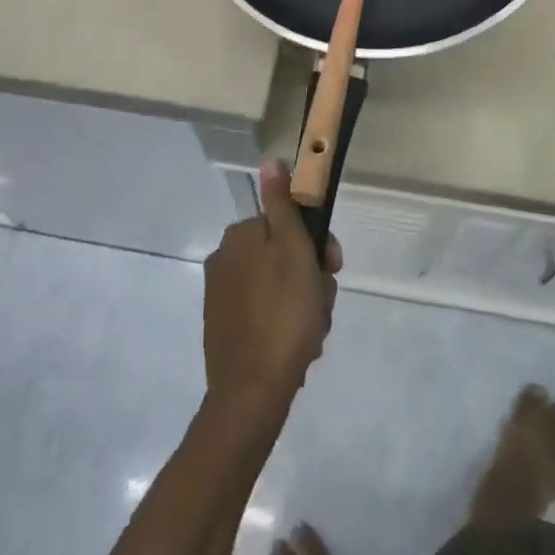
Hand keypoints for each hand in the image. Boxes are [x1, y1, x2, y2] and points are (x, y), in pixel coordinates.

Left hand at [202, 161, 340, 417]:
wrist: (252, 394)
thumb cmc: (283, 315)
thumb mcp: (293, 250)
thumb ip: (283, 204)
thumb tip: (271, 160)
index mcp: (239, 237)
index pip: (287, 224)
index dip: (316, 245)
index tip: (332, 268)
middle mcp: (225, 261)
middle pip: (284, 258)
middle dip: (310, 280)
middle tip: (322, 308)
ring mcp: (222, 299)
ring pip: (280, 289)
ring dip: (303, 307)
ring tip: (312, 335)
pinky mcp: (225, 331)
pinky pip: (267, 316)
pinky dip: (285, 328)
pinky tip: (297, 350)